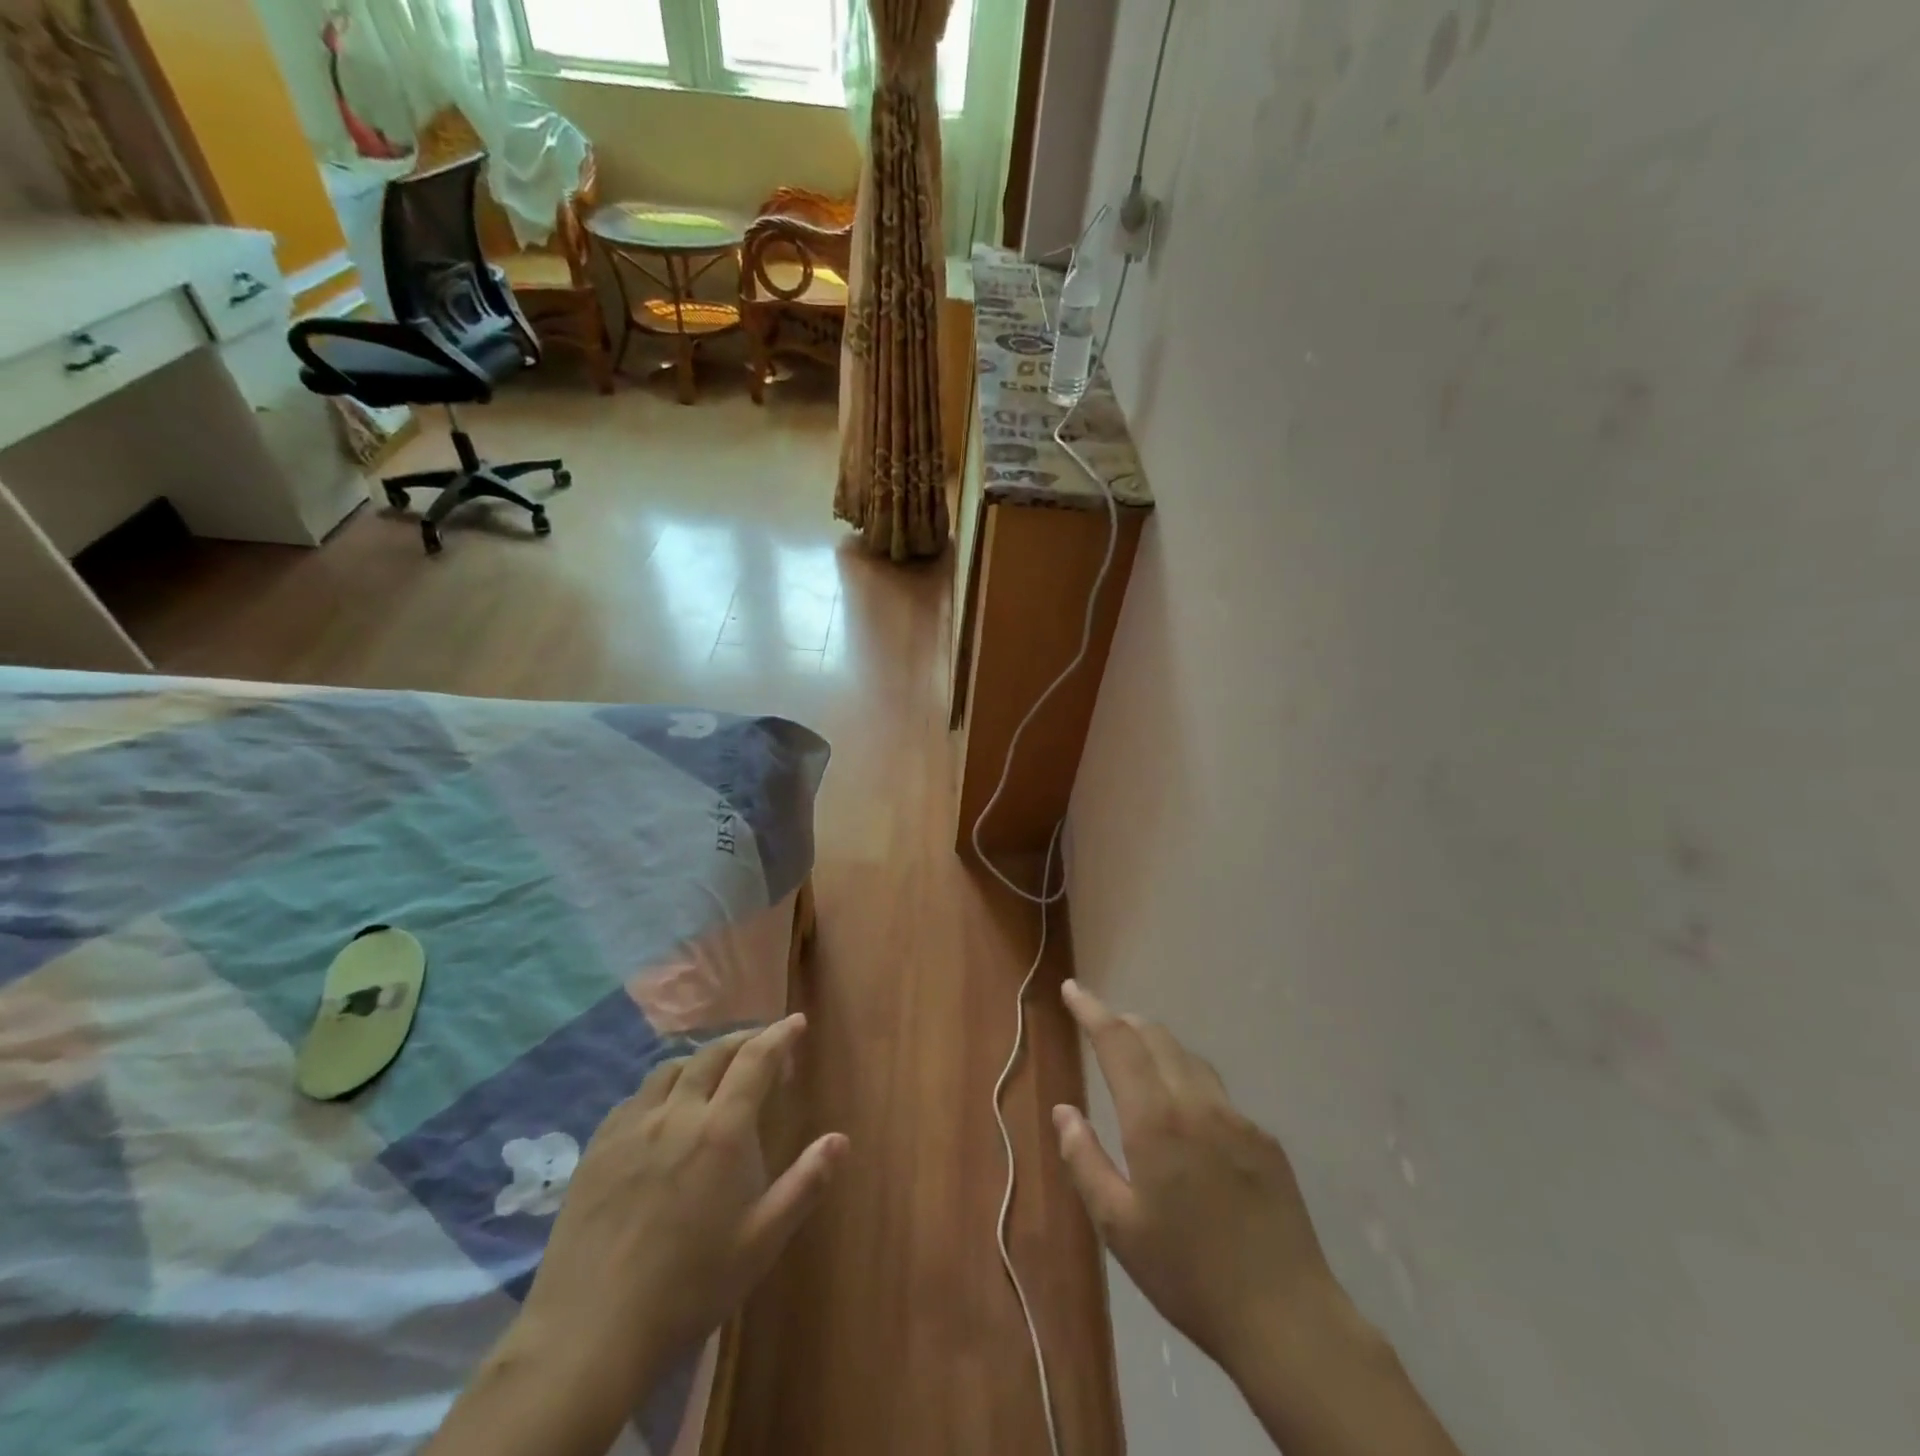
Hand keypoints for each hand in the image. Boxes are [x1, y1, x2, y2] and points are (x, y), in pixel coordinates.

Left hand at [519, 1013, 845, 1385]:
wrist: (591, 1333)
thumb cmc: (691, 1287)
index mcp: (722, 1130)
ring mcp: (632, 1127)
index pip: (756, 1060)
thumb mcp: (762, 1241)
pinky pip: (635, 1096)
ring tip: (714, 1070)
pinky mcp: (598, 1148)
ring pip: (671, 1069)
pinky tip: (662, 1108)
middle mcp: (677, 1113)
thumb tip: (840, 1139)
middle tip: (761, 1042)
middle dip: (743, 1039)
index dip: (779, 1036)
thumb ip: (805, 1184)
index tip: (796, 1022)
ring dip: (701, 1058)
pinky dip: (662, 1086)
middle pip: (713, 1054)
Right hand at [1053, 981, 1346, 1378]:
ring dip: (1157, 1047)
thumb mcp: (1118, 1228)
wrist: (1288, 1319)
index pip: (1117, 1041)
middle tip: (1099, 1028)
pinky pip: (1216, 1092)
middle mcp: (1197, 1103)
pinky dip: (1188, 1081)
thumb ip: (1084, 1161)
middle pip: (1156, 1037)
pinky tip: (1186, 1120)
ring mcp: (1237, 1118)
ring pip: (1189, 1058)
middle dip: (1123, 1022)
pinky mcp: (1265, 1139)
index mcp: (1155, 1120)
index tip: (1072, 989)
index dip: (1091, 1009)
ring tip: (1138, 1063)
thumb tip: (1064, 1111)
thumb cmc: (1189, 1276)